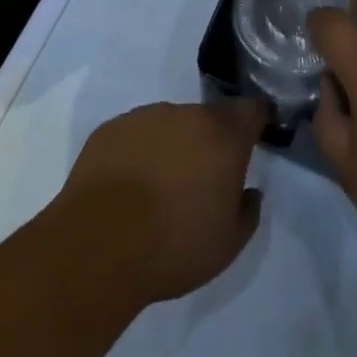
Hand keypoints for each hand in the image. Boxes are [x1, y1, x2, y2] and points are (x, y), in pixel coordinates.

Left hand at [54, 99, 269, 305]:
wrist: (98, 247)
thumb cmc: (173, 245)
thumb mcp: (227, 245)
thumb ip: (248, 212)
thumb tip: (249, 192)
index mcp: (224, 135)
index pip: (252, 110)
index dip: (258, 120)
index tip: (258, 133)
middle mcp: (188, 114)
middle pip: (208, 118)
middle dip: (209, 141)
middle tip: (200, 179)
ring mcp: (146, 117)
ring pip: (169, 125)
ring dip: (172, 146)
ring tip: (157, 188)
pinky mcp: (111, 129)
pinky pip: (135, 135)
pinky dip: (138, 153)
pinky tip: (126, 189)